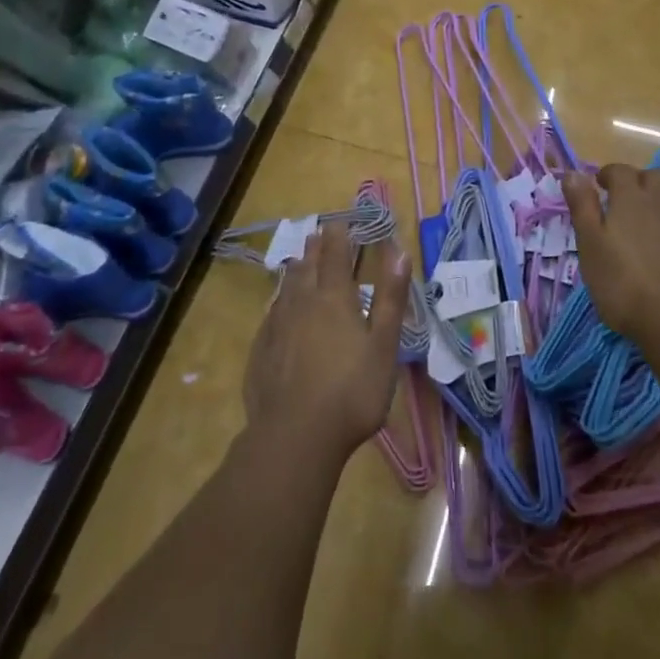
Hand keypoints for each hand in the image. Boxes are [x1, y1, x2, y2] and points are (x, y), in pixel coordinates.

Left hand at [244, 220, 410, 461]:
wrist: (295, 437)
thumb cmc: (352, 390)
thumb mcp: (383, 345)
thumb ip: (390, 297)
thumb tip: (398, 251)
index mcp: (334, 298)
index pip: (336, 255)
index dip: (339, 236)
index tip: (340, 221)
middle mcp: (302, 303)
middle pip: (307, 267)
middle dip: (314, 248)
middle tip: (316, 233)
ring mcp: (277, 327)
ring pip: (286, 288)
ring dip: (294, 270)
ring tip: (297, 261)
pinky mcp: (260, 352)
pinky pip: (270, 315)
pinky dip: (278, 302)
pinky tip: (277, 309)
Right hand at [562, 164, 659, 351]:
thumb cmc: (624, 285)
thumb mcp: (590, 246)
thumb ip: (582, 206)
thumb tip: (572, 172)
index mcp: (632, 197)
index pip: (619, 171)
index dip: (608, 175)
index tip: (600, 186)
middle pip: (654, 178)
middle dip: (640, 184)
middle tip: (628, 204)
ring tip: (658, 224)